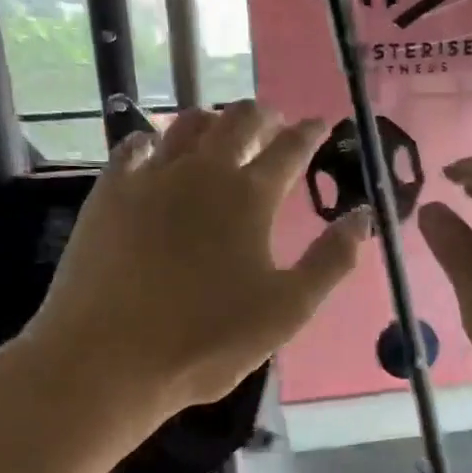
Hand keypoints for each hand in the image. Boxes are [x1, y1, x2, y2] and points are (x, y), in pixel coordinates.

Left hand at [23, 102, 371, 421]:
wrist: (108, 357)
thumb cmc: (207, 340)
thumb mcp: (287, 310)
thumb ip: (331, 261)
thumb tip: (363, 217)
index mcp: (250, 198)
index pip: (289, 150)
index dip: (308, 133)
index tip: (319, 123)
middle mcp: (202, 172)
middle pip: (237, 123)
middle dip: (261, 116)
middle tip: (272, 119)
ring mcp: (150, 178)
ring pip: (185, 126)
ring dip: (211, 119)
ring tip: (220, 125)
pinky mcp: (108, 193)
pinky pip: (134, 147)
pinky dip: (154, 139)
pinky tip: (154, 146)